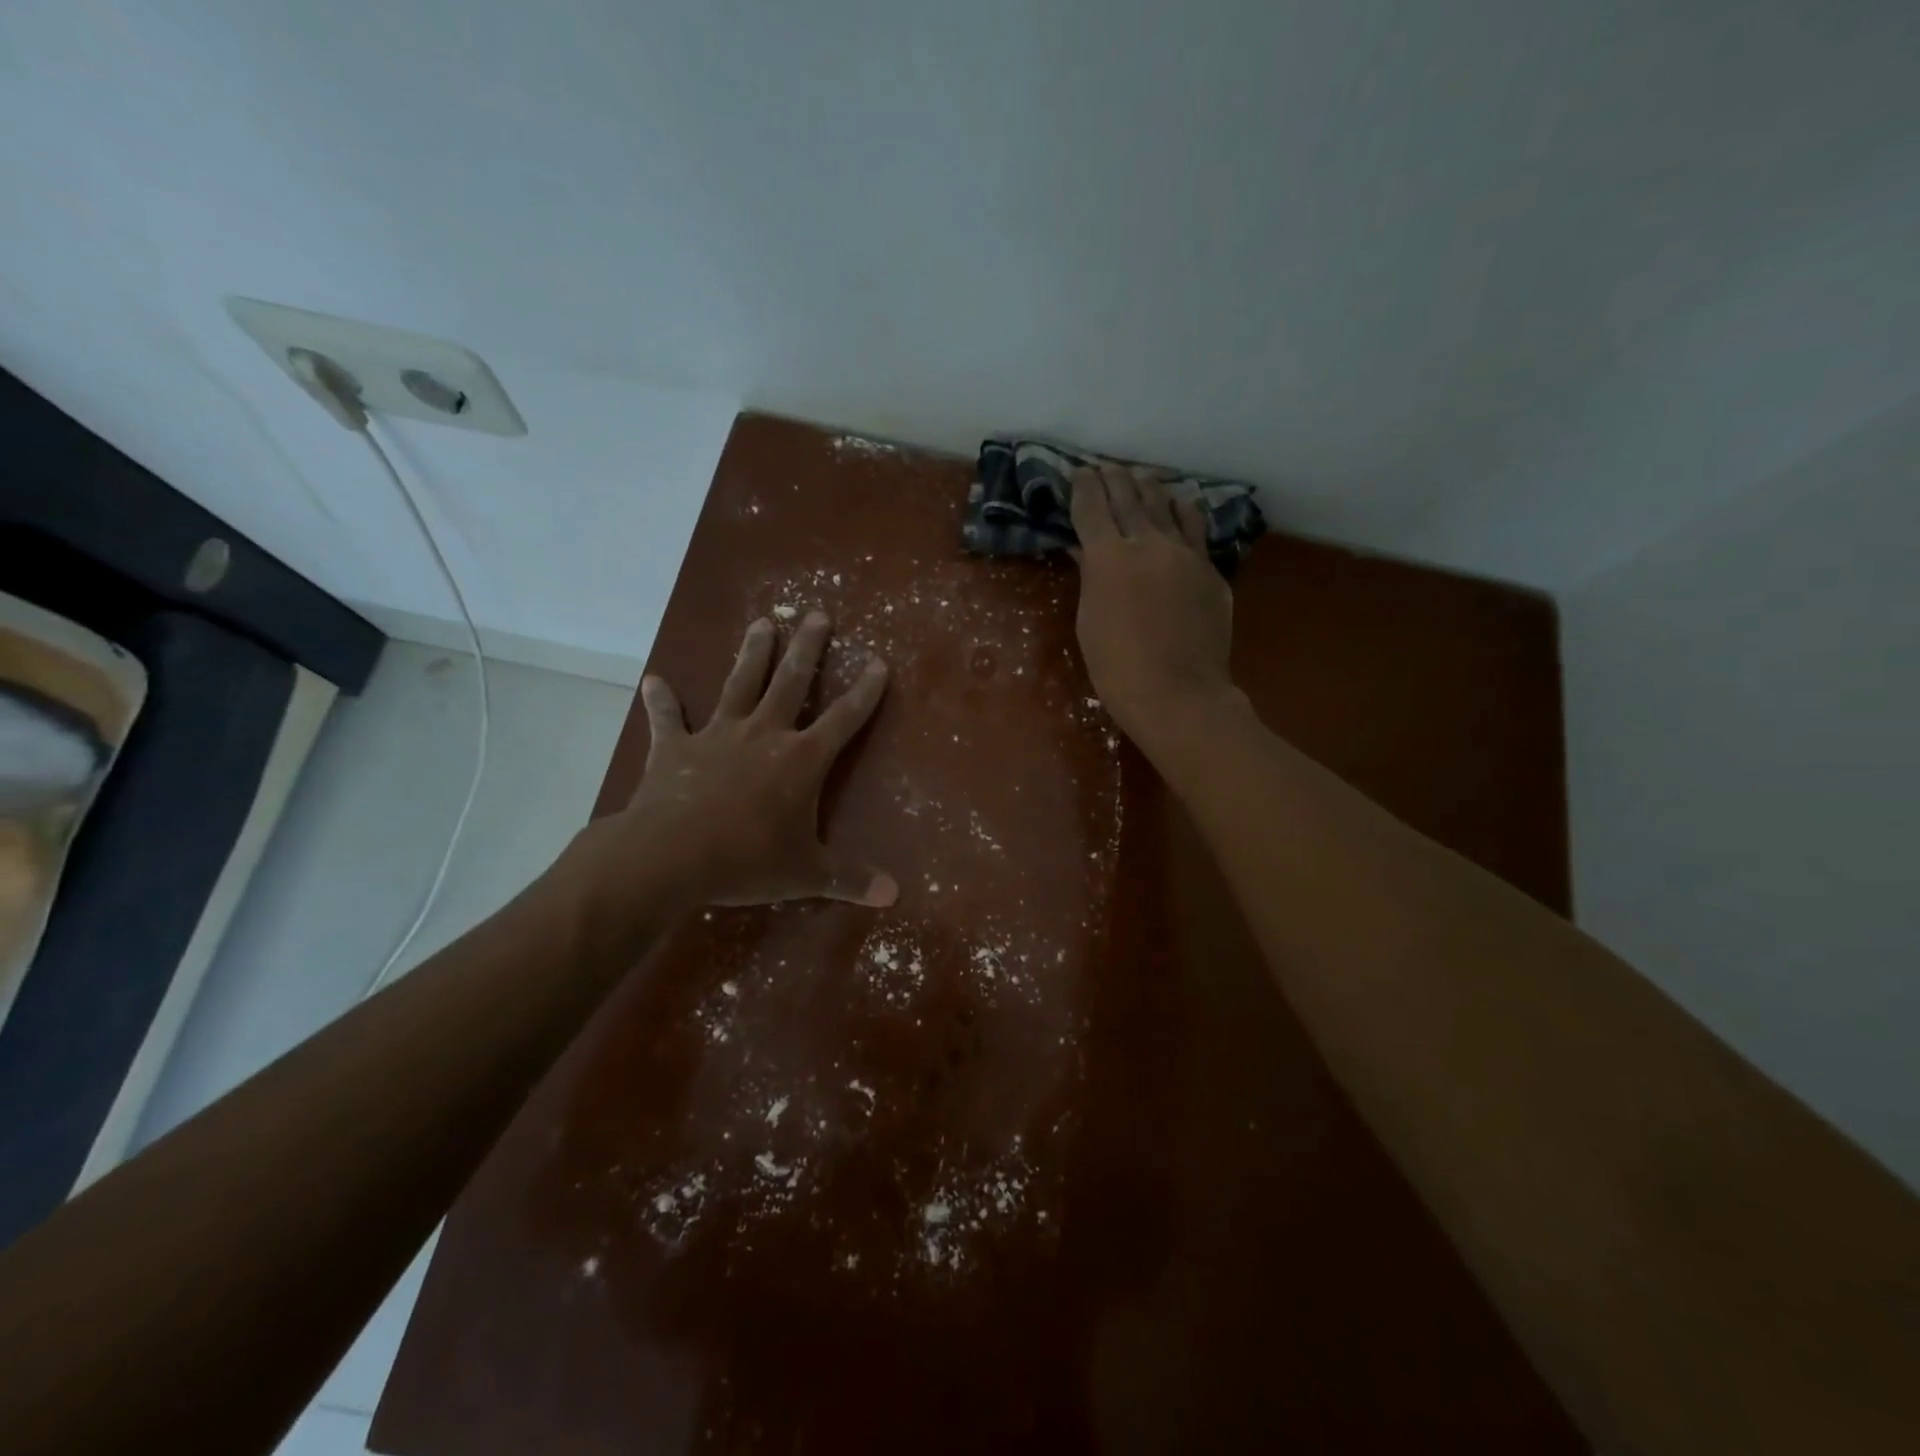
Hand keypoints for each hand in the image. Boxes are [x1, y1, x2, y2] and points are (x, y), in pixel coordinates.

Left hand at [566, 611, 897, 915]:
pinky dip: (662, 701)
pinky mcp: (675, 748)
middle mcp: (764, 735)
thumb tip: (894, 895)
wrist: (670, 857)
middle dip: (808, 647)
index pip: (844, 718)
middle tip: (817, 613)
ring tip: (761, 622)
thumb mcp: (806, 874)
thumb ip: (850, 879)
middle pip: (792, 682)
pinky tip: (654, 681)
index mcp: (801, 760)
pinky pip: (668, 719)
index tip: (879, 663)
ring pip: (740, 684)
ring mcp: (718, 736)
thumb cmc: (747, 861)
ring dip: (752, 654)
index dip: (865, 692)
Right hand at [1069, 464, 1242, 748]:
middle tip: (1106, 466)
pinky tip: (1182, 505)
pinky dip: (1184, 512)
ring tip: (1142, 477)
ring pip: (1167, 507)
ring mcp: (1185, 554)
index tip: (1079, 473)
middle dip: (1115, 479)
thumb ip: (1091, 577)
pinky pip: (1196, 530)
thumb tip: (1087, 550)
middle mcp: (1148, 543)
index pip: (1092, 509)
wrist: (1178, 693)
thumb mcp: (1090, 621)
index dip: (1083, 488)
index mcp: (1109, 557)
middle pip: (1129, 499)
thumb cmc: (1117, 667)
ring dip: (1150, 488)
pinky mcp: (1210, 570)